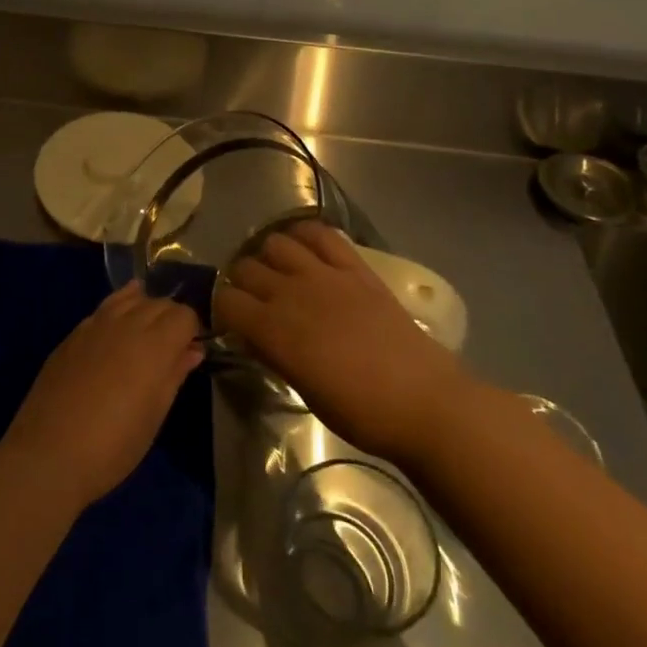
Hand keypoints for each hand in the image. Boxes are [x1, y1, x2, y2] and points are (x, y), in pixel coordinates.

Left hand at [5, 283, 204, 508]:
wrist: (48, 454)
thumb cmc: (113, 446)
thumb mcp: (154, 416)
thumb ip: (175, 375)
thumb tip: (192, 350)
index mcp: (154, 345)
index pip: (184, 315)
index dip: (191, 330)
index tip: (188, 352)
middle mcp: (127, 324)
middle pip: (159, 303)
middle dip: (170, 318)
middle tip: (170, 348)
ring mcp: (95, 325)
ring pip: (130, 298)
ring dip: (144, 309)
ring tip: (145, 333)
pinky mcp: (73, 334)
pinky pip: (103, 308)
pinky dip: (118, 309)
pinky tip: (117, 326)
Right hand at [213, 219, 467, 463]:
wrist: (423, 401)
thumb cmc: (361, 412)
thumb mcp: (304, 390)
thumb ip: (274, 354)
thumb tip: (253, 335)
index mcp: (275, 330)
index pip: (227, 300)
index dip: (223, 308)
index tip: (232, 320)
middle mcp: (292, 293)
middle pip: (246, 267)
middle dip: (241, 281)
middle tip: (253, 298)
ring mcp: (325, 274)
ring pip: (276, 242)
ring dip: (269, 255)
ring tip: (278, 272)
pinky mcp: (355, 267)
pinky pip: (321, 234)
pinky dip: (305, 235)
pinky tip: (305, 249)